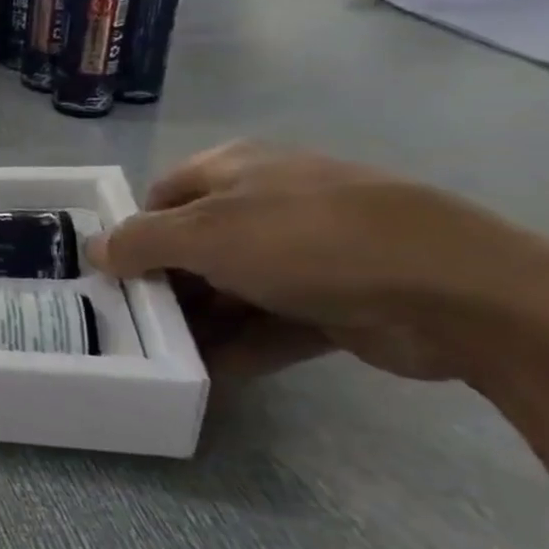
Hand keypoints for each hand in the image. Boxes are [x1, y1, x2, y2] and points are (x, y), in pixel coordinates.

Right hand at [89, 142, 501, 380]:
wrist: (456, 291)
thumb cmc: (304, 239)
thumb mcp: (201, 233)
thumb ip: (137, 242)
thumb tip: (92, 249)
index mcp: (233, 170)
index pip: (161, 197)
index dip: (133, 233)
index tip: (112, 275)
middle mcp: (266, 204)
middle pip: (194, 245)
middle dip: (164, 285)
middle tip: (131, 324)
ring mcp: (306, 253)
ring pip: (232, 288)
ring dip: (199, 323)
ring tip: (160, 358)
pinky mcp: (337, 301)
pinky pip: (272, 323)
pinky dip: (241, 347)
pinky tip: (207, 378)